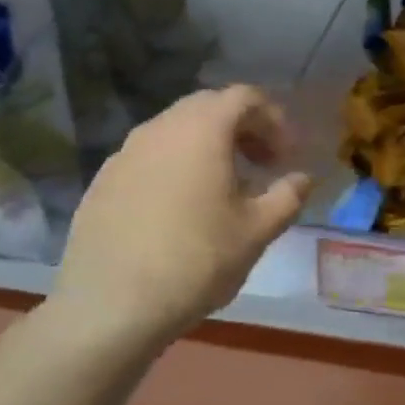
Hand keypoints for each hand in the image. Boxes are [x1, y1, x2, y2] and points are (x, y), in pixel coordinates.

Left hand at [47, 86, 310, 351]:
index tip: (286, 155)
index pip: (244, 97)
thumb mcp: (257, 231)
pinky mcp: (102, 182)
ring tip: (224, 186)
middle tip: (261, 163)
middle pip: (208, 106)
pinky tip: (181, 208)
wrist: (110, 308)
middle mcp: (160, 129)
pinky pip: (149, 156)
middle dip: (241, 127)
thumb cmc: (196, 260)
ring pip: (175, 130)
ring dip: (207, 145)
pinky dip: (175, 165)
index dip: (273, 118)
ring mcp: (124, 153)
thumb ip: (288, 196)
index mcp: (202, 130)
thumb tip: (302, 178)